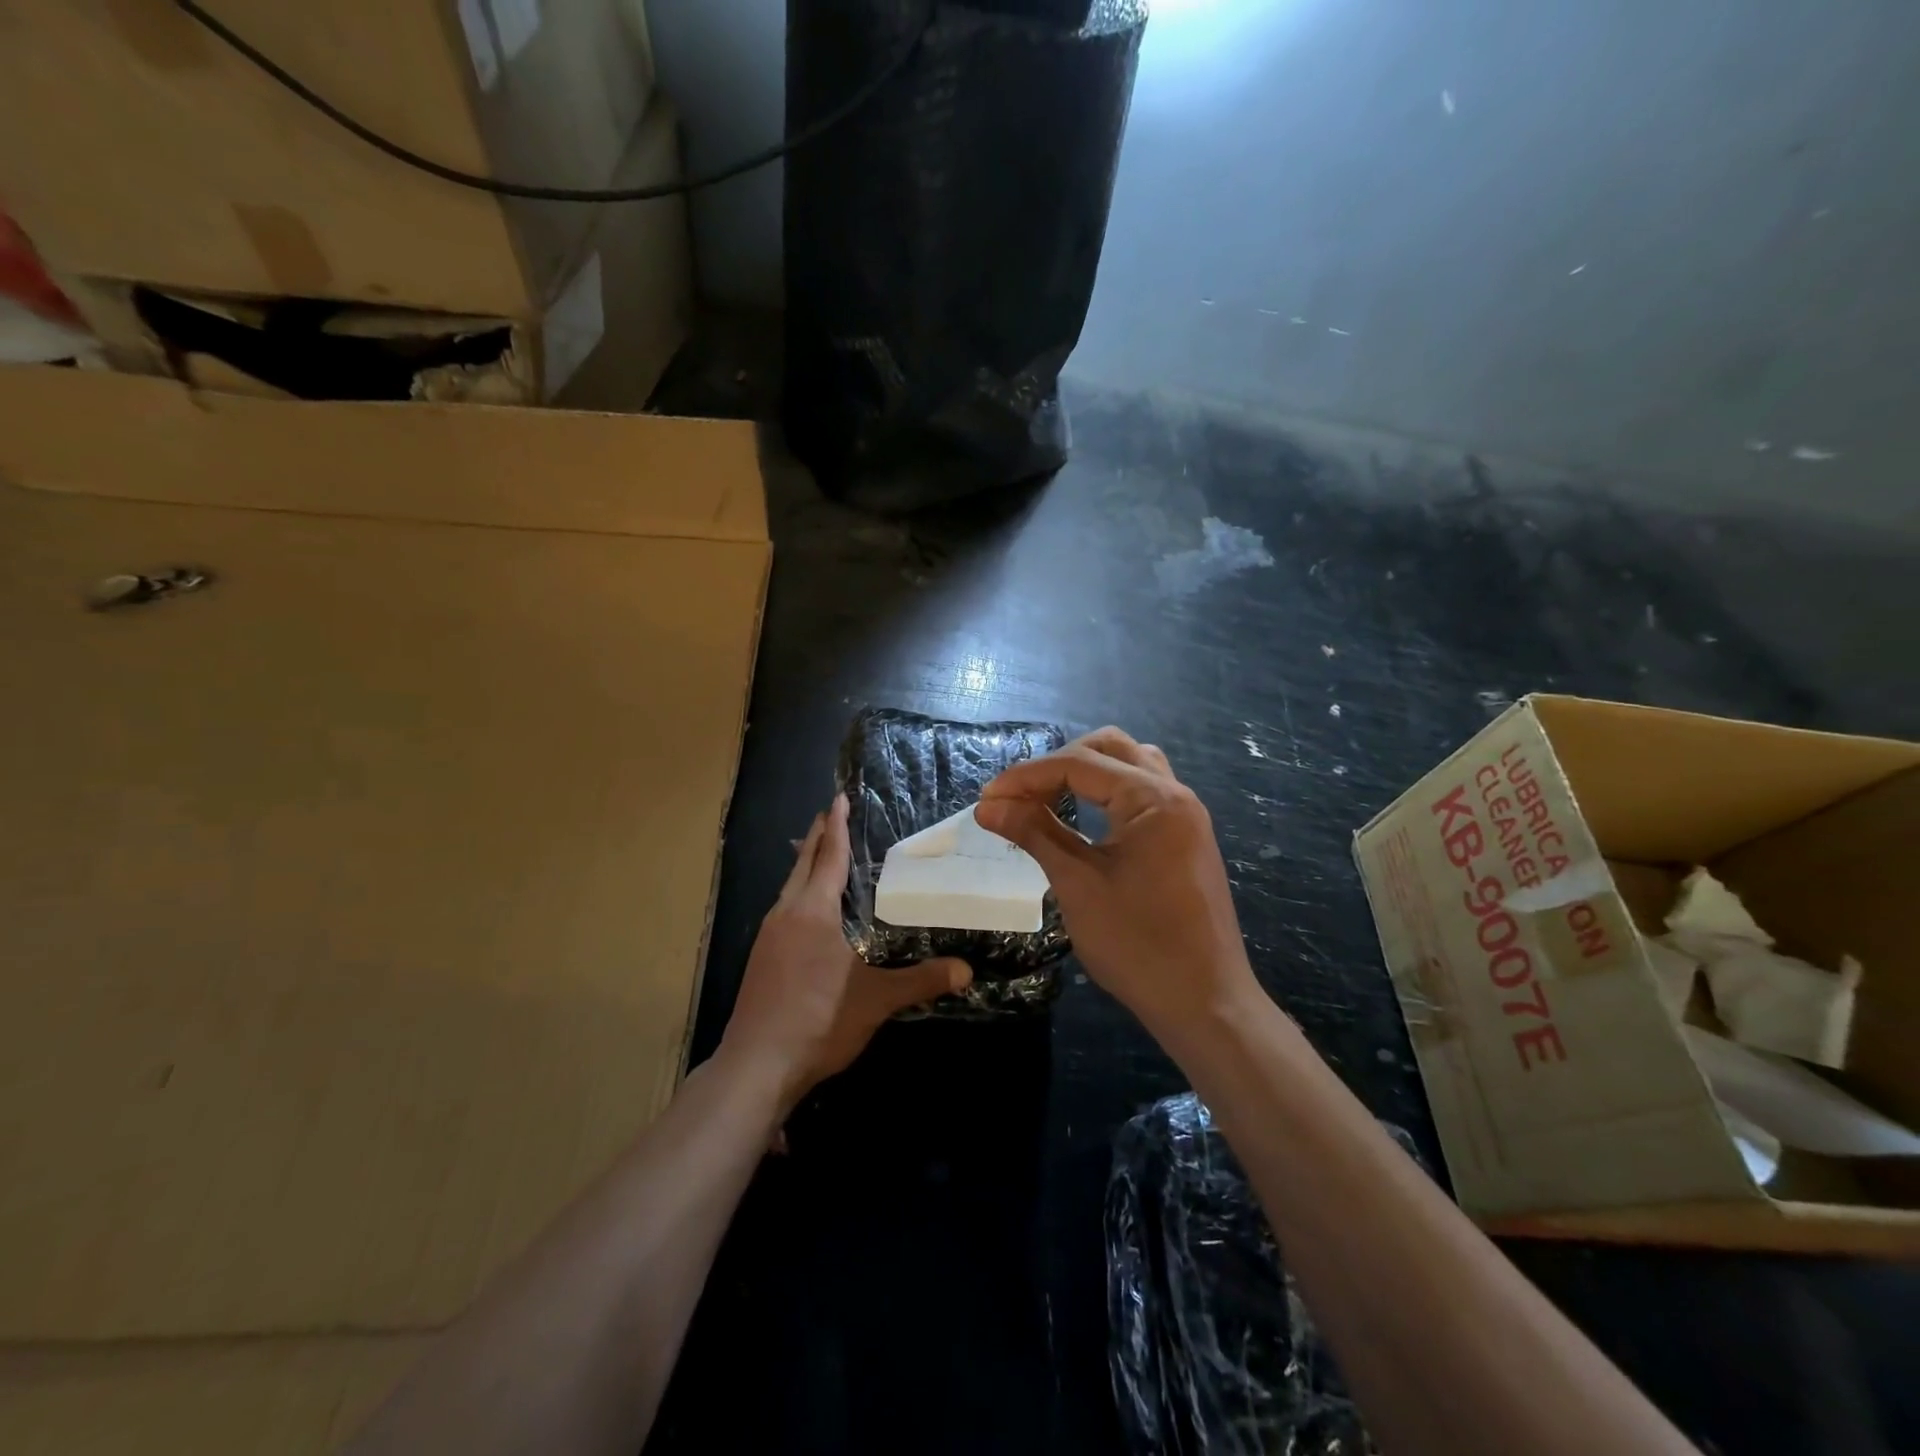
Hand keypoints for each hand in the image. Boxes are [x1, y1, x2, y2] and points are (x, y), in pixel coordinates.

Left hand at [720, 793, 971, 1114]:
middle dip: (818, 838)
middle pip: (802, 865)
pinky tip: (807, 912)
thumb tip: (967, 970)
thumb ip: (921, 981)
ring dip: (805, 866)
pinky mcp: (760, 959)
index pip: (829, 857)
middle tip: (831, 814)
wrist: (755, 1067)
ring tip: (821, 855)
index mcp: (812, 911)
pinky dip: (798, 894)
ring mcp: (767, 937)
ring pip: (789, 888)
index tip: (839, 797)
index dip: (837, 826)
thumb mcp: (876, 1000)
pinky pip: (783, 910)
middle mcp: (785, 914)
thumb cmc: (818, 1021)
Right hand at [975, 728, 1259, 1047]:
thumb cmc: (1138, 945)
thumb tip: (989, 806)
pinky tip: (1083, 818)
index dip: (1026, 776)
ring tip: (1048, 799)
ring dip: (1086, 772)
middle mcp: (1175, 794)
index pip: (1079, 764)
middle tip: (1019, 797)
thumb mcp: (1077, 884)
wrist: (1205, 1004)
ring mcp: (1186, 816)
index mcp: (1153, 799)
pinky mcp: (1186, 838)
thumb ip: (1034, 833)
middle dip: (1057, 764)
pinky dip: (1108, 793)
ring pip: (1131, 765)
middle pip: (1109, 748)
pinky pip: (1143, 793)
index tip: (987, 798)